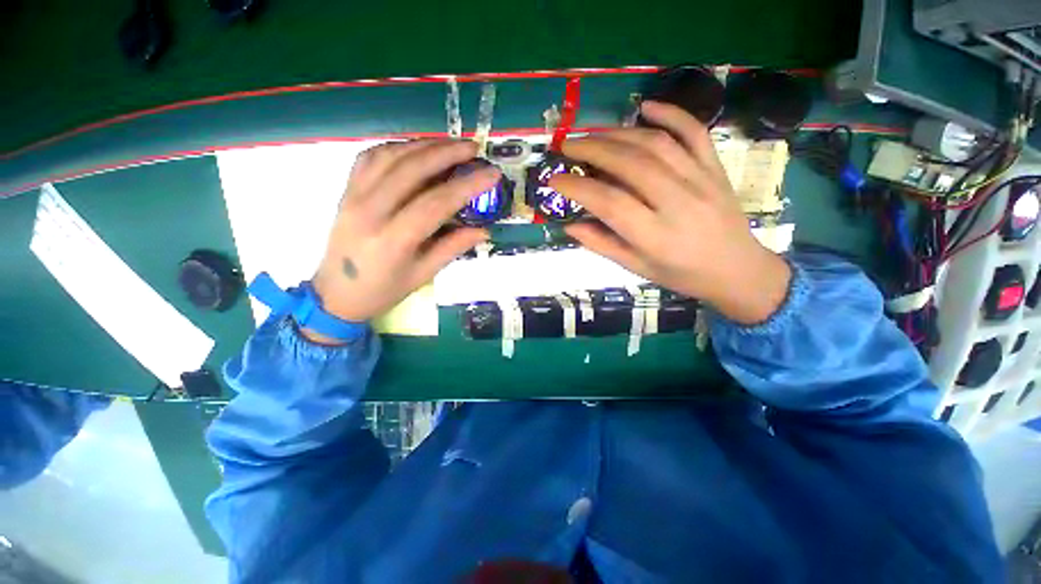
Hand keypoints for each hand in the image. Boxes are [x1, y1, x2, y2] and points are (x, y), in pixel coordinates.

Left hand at [310, 139, 497, 332]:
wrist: (336, 294)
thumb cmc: (383, 290)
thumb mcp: (423, 275)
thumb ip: (453, 248)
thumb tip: (484, 230)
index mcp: (393, 240)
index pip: (435, 203)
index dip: (467, 186)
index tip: (491, 173)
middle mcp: (370, 211)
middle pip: (411, 169)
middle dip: (446, 153)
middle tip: (473, 147)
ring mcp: (353, 196)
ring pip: (390, 156)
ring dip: (424, 144)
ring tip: (451, 144)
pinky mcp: (346, 190)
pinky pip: (371, 157)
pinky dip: (397, 147)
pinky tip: (416, 148)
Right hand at [550, 101, 790, 324]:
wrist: (736, 269)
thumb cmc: (681, 274)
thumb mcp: (636, 268)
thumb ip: (602, 245)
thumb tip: (570, 225)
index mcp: (656, 236)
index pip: (610, 203)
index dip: (577, 188)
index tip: (554, 179)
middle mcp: (678, 203)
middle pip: (631, 164)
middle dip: (592, 150)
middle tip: (567, 145)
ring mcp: (701, 180)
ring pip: (656, 144)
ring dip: (619, 133)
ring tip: (592, 133)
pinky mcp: (715, 168)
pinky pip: (694, 132)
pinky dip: (670, 114)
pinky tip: (646, 106)